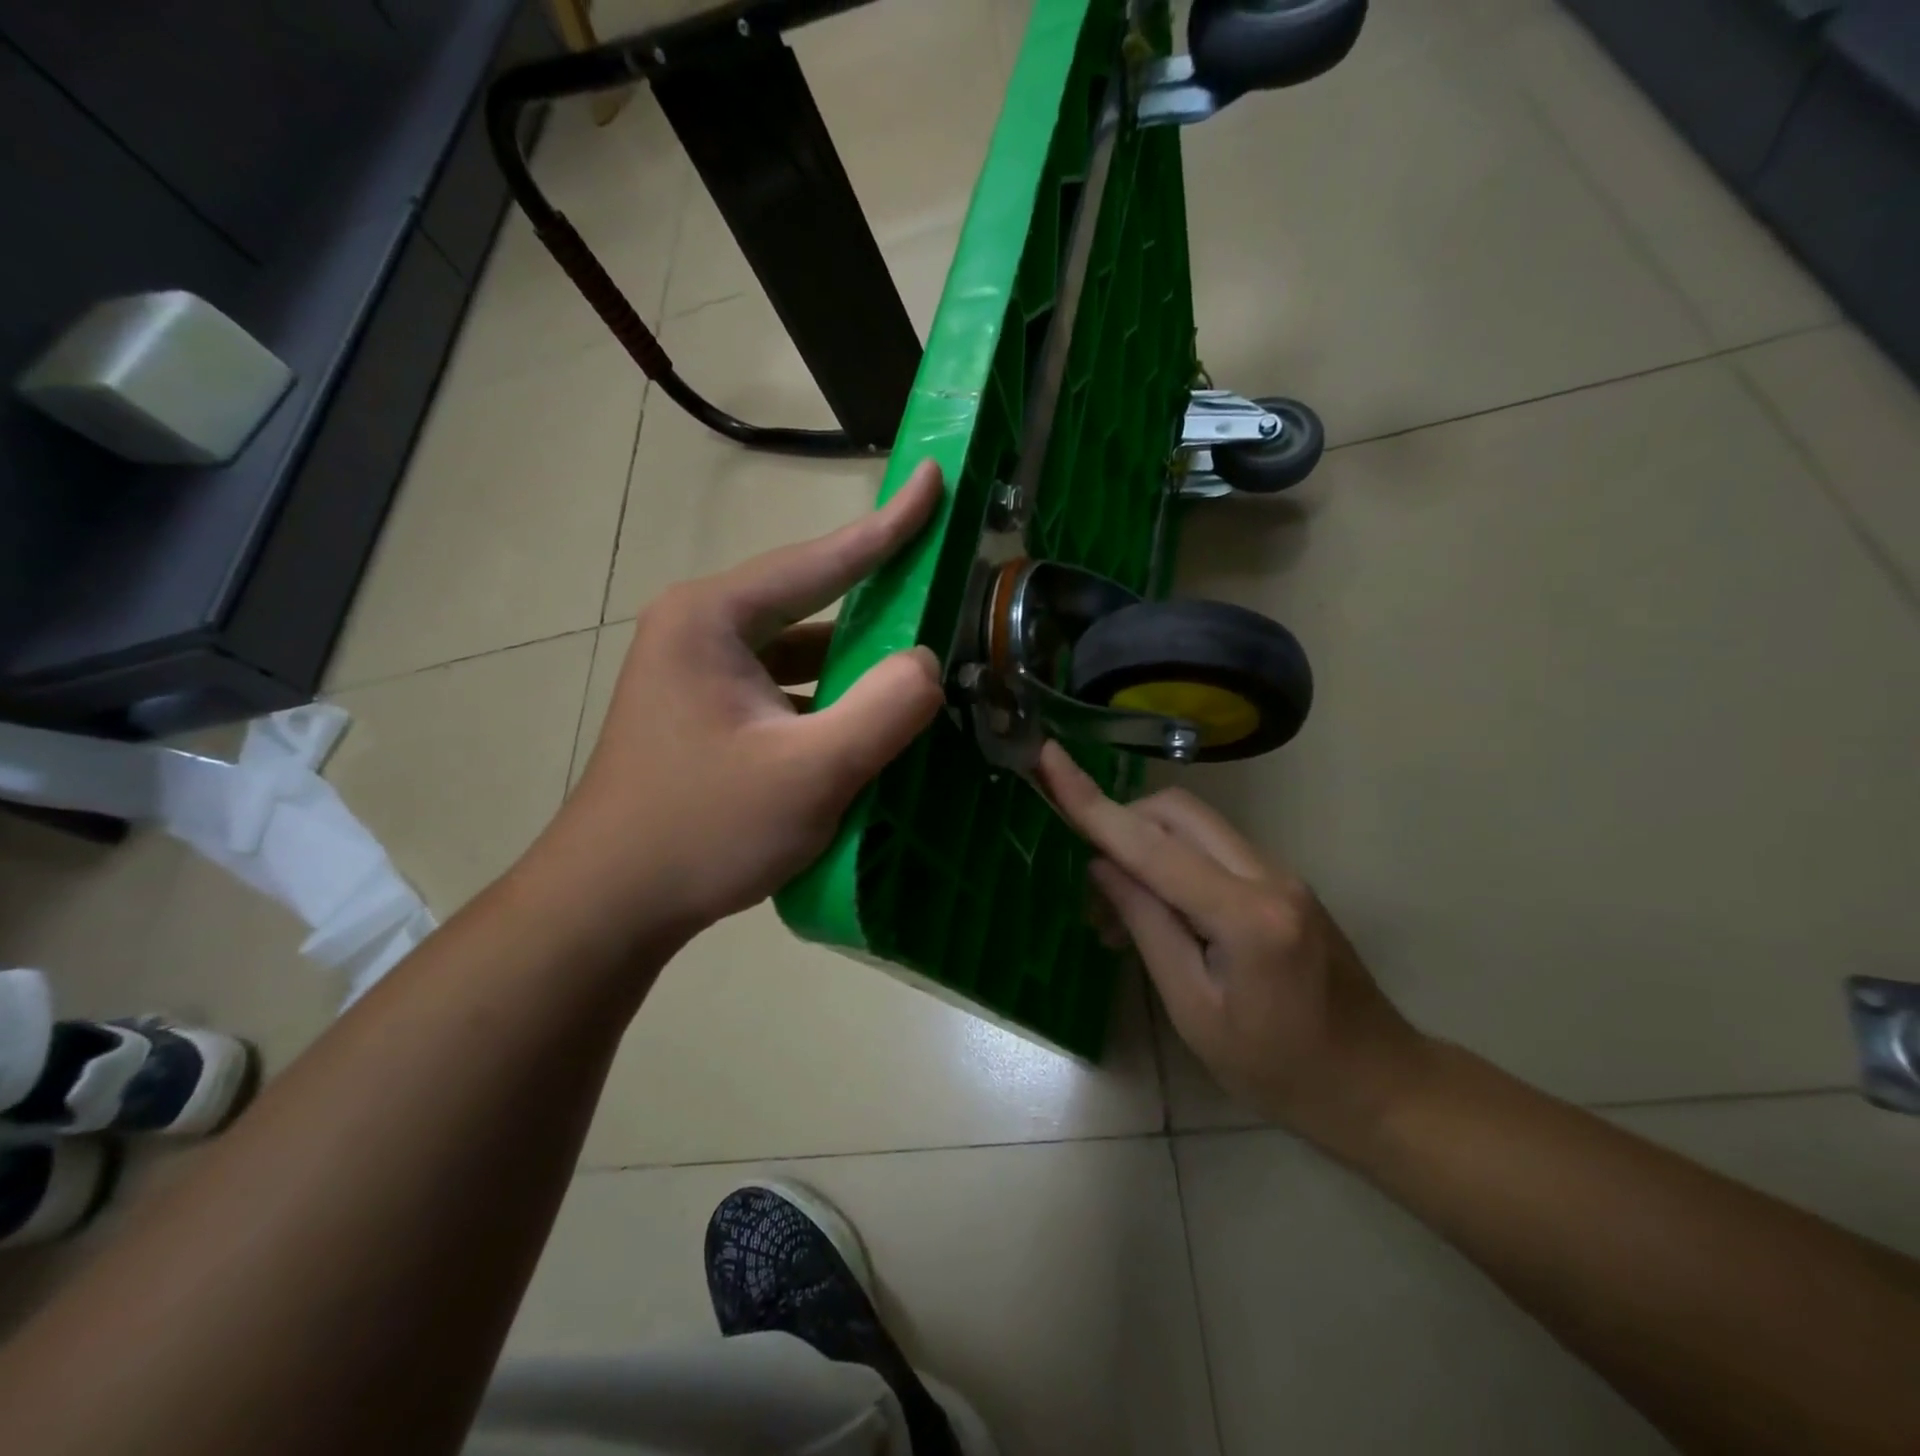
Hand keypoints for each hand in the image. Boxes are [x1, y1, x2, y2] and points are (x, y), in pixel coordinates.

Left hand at [533, 461, 946, 954]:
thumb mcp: (809, 773)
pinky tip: (867, 719)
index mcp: (712, 618)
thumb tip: (929, 663)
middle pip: (808, 600)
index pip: (819, 559)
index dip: (888, 524)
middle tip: (941, 583)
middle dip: (877, 596)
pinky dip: (828, 696)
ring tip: (919, 660)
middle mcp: (699, 629)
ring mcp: (698, 672)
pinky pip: (784, 687)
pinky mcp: (705, 712)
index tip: (933, 479)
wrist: (611, 904)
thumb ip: (883, 710)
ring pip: (798, 650)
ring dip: (854, 659)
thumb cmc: (703, 830)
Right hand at [1037, 743, 1427, 1147]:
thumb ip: (1148, 927)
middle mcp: (1268, 876)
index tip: (1050, 759)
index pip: (1152, 846)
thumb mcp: (1196, 1011)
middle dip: (1120, 820)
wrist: (1379, 1084)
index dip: (1092, 804)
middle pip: (1177, 813)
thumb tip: (1102, 865)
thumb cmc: (1280, 1070)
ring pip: (1195, 825)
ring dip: (1144, 845)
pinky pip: (1213, 849)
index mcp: (1246, 916)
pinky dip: (1172, 861)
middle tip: (1088, 878)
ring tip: (1116, 911)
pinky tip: (1158, 912)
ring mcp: (1281, 874)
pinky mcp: (1282, 883)